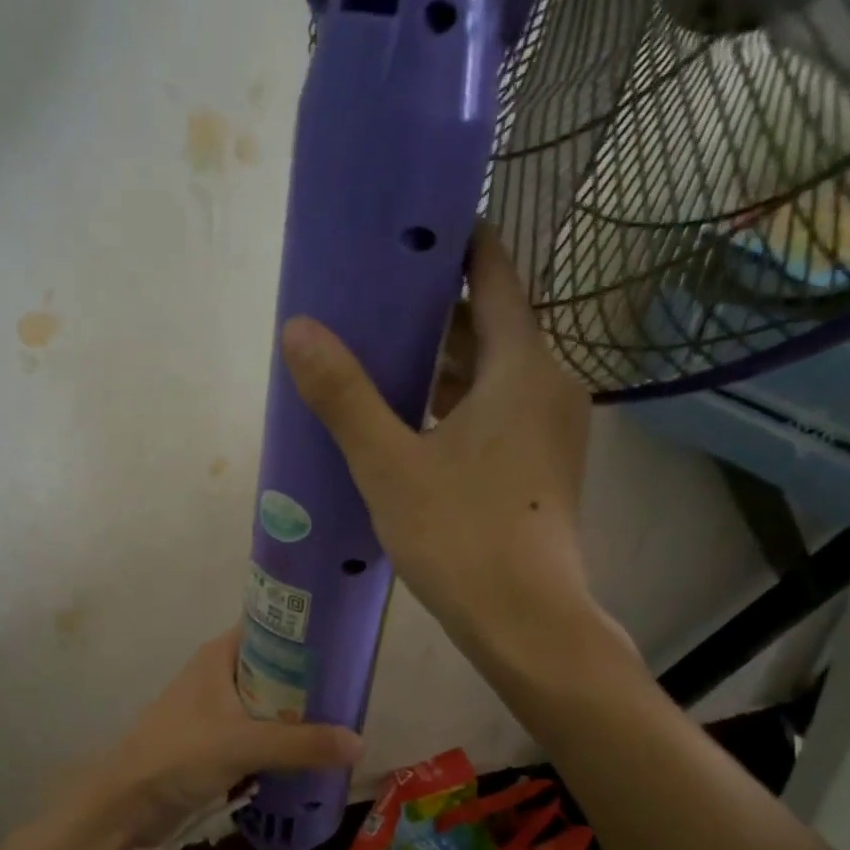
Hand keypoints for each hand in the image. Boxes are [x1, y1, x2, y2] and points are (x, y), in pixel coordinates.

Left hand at [82, 628, 361, 847]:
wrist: (128, 803)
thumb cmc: (180, 755)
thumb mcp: (244, 744)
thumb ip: (301, 744)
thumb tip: (359, 743)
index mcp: (219, 656)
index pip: (270, 629)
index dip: (306, 634)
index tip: (344, 647)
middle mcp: (218, 676)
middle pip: (275, 670)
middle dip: (309, 685)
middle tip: (350, 695)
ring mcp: (216, 711)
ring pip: (268, 706)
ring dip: (297, 719)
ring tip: (340, 727)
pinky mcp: (215, 742)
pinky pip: (258, 736)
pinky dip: (280, 745)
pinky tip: (309, 757)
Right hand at [280, 225, 617, 664]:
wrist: (525, 620)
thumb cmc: (461, 535)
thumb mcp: (390, 464)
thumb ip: (345, 396)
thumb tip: (298, 330)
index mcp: (522, 367)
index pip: (495, 273)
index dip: (456, 243)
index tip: (409, 229)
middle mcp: (548, 386)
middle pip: (492, 325)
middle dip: (436, 310)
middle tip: (373, 300)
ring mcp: (551, 431)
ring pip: (493, 376)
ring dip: (443, 364)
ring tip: (380, 359)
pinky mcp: (542, 469)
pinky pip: (498, 414)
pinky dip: (458, 406)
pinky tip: (412, 425)